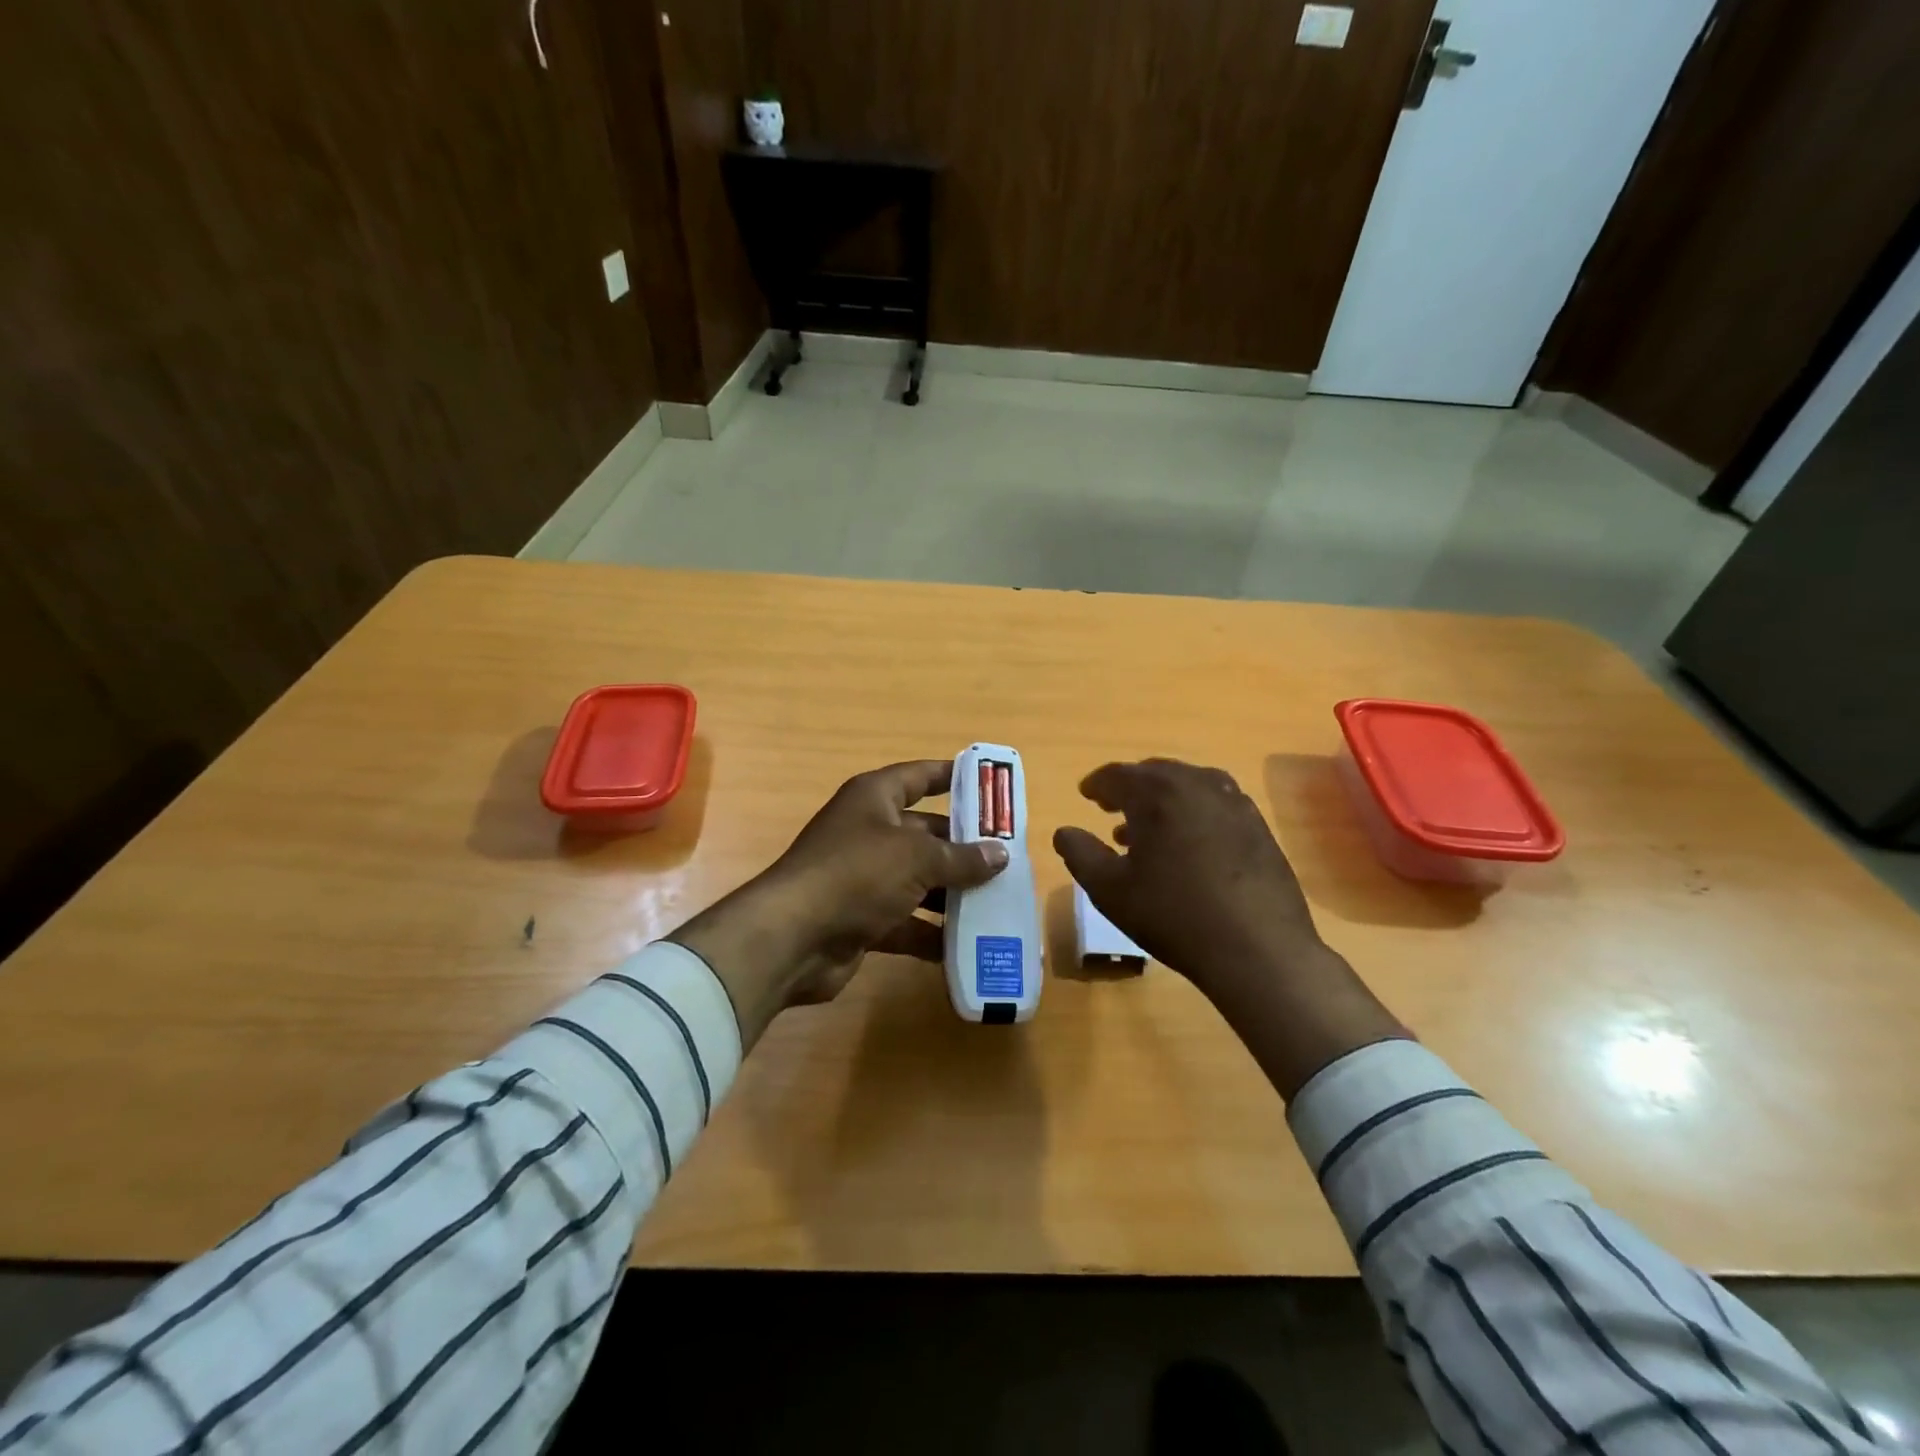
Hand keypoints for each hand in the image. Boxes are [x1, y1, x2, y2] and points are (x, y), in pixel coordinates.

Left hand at [670, 761, 1007, 1048]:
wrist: (793, 939)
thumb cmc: (856, 875)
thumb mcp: (916, 858)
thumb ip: (961, 856)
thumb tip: (1000, 854)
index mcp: (874, 799)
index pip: (919, 776)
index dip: (952, 776)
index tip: (989, 783)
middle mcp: (869, 832)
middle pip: (926, 833)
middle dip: (964, 847)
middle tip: (1009, 859)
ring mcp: (864, 878)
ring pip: (919, 881)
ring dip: (953, 894)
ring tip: (999, 903)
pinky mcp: (862, 919)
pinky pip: (907, 922)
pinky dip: (932, 934)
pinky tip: (968, 945)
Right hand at [1054, 759, 1404, 1097]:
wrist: (1258, 949)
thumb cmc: (1173, 915)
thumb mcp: (1110, 890)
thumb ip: (1080, 854)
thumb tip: (1064, 832)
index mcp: (1157, 793)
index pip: (1118, 775)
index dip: (1097, 784)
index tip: (1086, 795)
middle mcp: (1197, 785)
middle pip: (1156, 773)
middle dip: (1130, 788)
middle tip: (1112, 808)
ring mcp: (1234, 803)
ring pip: (1189, 785)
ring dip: (1163, 799)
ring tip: (1147, 831)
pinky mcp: (1258, 826)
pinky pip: (1216, 804)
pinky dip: (1193, 812)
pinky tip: (1189, 844)